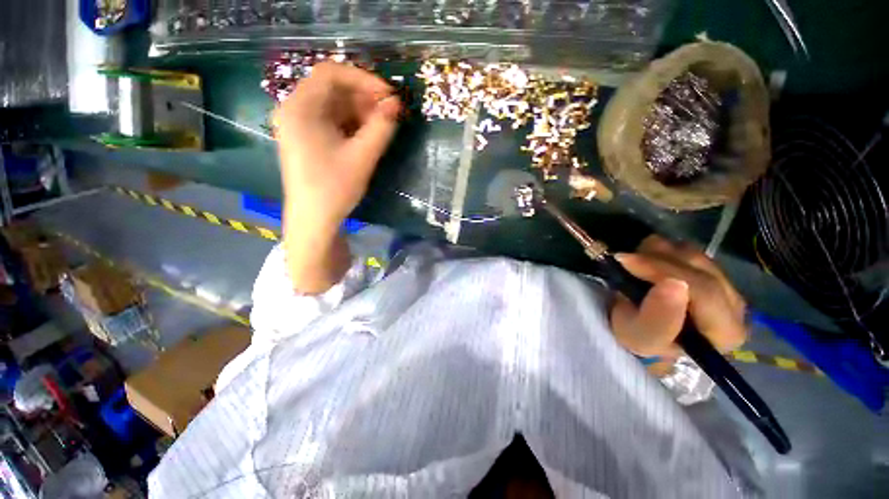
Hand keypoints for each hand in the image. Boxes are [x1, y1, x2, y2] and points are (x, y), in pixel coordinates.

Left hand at [275, 62, 400, 228]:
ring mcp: (299, 124)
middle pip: (332, 89)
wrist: (314, 219)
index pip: (331, 74)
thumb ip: (382, 128)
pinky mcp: (306, 137)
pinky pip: (331, 120)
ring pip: (333, 105)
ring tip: (381, 127)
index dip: (364, 79)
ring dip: (360, 112)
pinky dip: (351, 123)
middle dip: (364, 98)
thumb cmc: (334, 188)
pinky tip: (367, 135)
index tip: (389, 96)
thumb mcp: (362, 157)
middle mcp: (294, 109)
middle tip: (389, 114)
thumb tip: (397, 104)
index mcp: (300, 108)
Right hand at [610, 236, 746, 364]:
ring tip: (634, 266)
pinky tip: (646, 263)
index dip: (662, 271)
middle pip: (699, 266)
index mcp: (726, 332)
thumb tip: (674, 283)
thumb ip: (659, 318)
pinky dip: (661, 250)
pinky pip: (686, 248)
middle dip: (656, 260)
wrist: (640, 330)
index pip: (704, 291)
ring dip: (656, 254)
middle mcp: (735, 305)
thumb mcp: (641, 337)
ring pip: (692, 253)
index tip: (625, 261)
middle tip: (623, 260)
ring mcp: (725, 283)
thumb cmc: (640, 339)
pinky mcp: (710, 269)